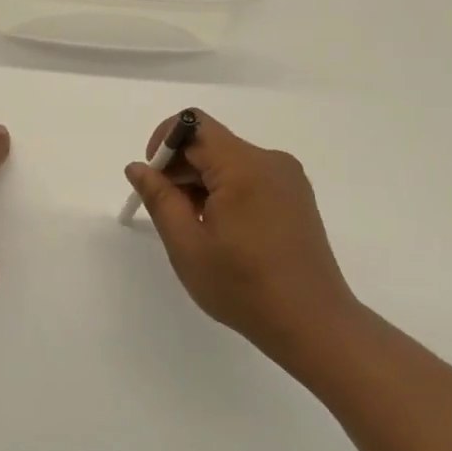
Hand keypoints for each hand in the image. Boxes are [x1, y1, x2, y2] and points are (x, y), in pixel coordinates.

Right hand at [126, 111, 360, 365]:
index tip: (153, 181)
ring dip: (202, 184)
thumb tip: (138, 167)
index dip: (163, 144)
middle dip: (180, 169)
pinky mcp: (295, 196)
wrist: (313, 324)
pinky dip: (225, 193)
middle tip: (168, 214)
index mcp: (244, 166)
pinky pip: (249, 178)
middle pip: (211, 143)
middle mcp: (270, 161)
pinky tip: (222, 232)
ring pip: (229, 162)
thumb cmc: (243, 286)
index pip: (193, 126)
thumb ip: (159, 198)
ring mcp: (287, 178)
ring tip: (196, 230)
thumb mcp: (187, 245)